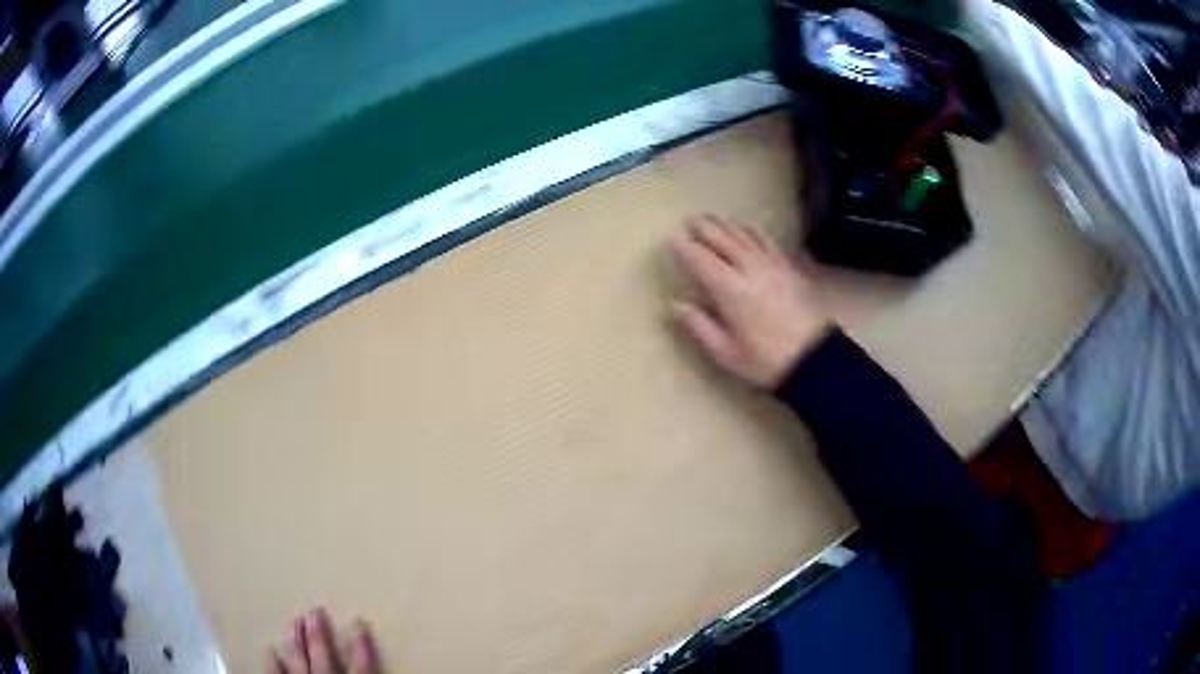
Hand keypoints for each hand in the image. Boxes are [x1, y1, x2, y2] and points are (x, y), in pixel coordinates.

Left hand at [267, 609, 379, 673]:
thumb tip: (399, 669)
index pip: (362, 665)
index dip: (362, 644)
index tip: (360, 621)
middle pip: (322, 655)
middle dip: (318, 632)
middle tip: (315, 610)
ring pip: (298, 659)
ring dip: (296, 640)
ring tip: (294, 620)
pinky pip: (275, 673)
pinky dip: (272, 661)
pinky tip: (268, 648)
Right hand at [667, 214, 831, 388]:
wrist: (815, 360)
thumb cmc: (766, 361)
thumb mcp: (726, 353)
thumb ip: (699, 327)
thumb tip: (676, 306)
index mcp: (731, 290)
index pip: (701, 260)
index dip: (684, 248)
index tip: (670, 239)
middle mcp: (751, 269)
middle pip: (724, 240)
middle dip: (705, 228)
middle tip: (689, 219)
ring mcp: (774, 266)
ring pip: (746, 236)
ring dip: (727, 225)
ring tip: (713, 219)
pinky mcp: (790, 269)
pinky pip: (768, 242)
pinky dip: (753, 232)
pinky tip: (748, 230)